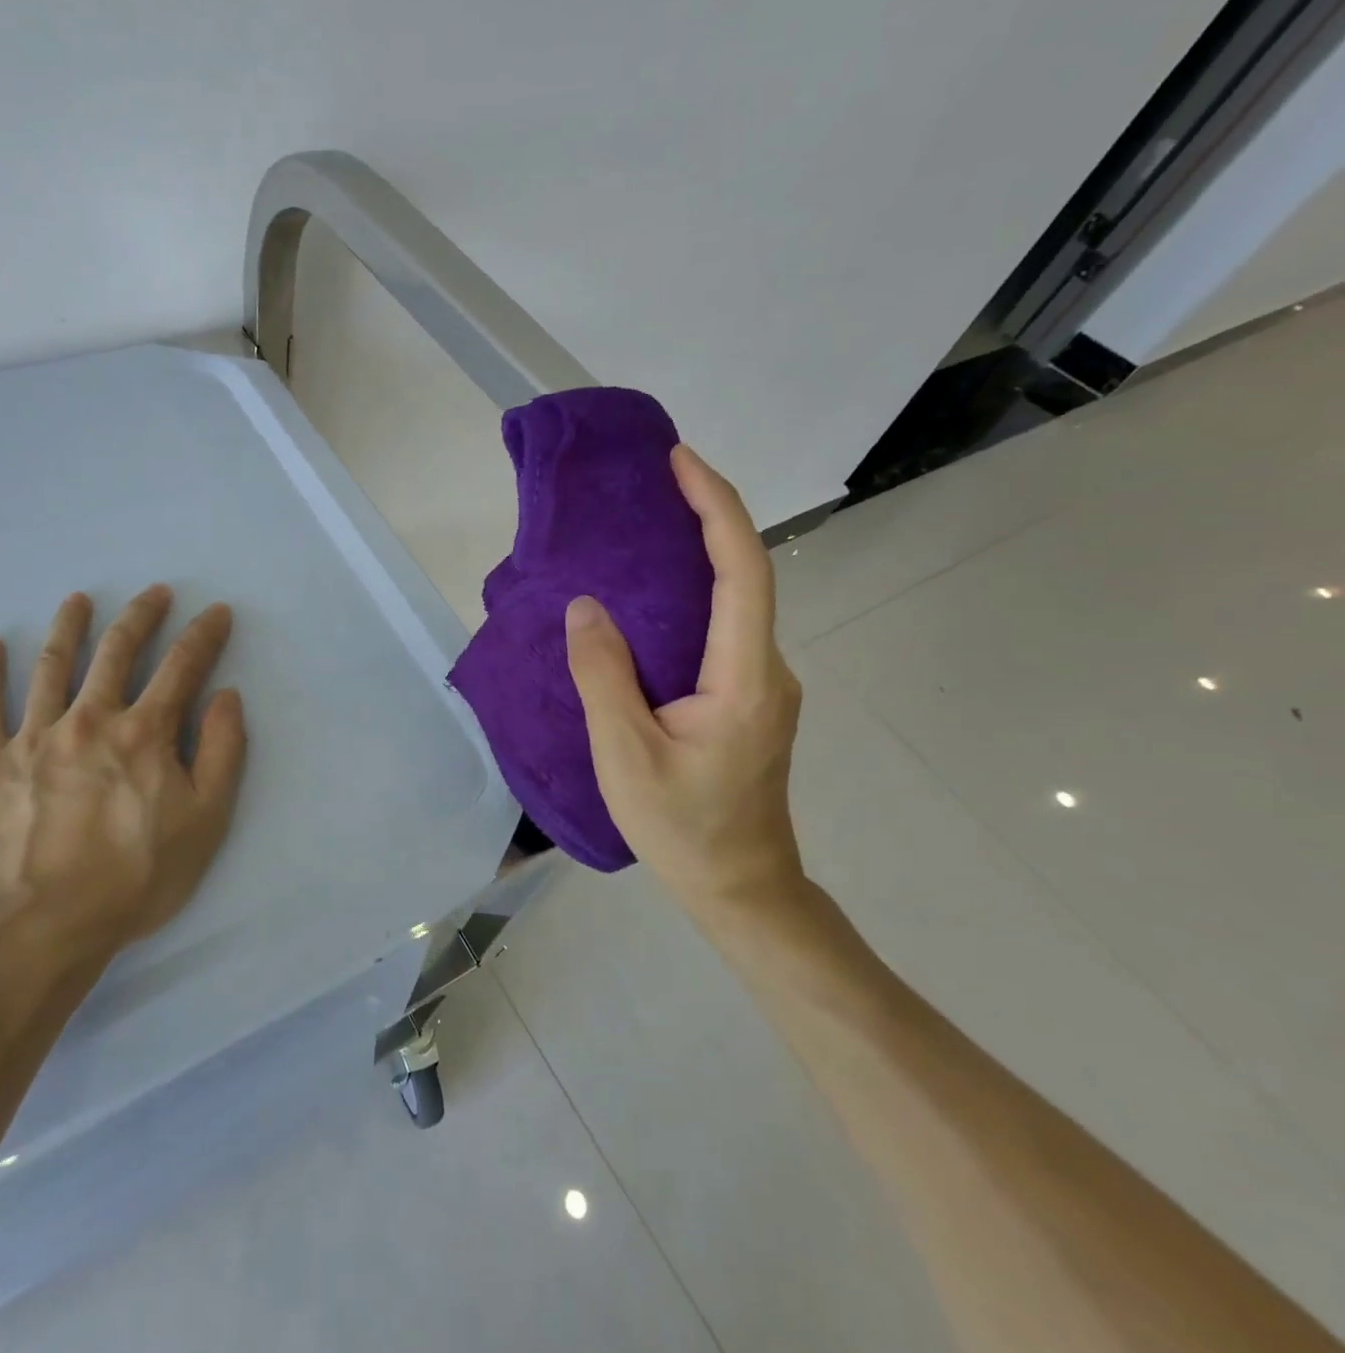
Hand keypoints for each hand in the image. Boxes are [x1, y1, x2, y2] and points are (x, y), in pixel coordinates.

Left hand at [0, 585, 246, 954]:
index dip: (203, 635)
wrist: (37, 929)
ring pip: (53, 666)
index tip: (216, 612)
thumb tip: (225, 695)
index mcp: (144, 734)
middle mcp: (89, 720)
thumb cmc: (133, 879)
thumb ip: (222, 752)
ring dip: (70, 627)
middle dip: (141, 617)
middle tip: (154, 592)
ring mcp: (33, 737)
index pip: (182, 667)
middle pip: (117, 652)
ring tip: (78, 600)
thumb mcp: (205, 822)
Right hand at [565, 445, 804, 914]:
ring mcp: (761, 686)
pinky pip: (720, 631)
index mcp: (745, 676)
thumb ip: (604, 676)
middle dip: (704, 519)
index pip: (743, 570)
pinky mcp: (747, 700)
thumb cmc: (683, 828)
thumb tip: (586, 605)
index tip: (679, 463)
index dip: (715, 508)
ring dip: (695, 557)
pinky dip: (689, 599)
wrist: (740, 888)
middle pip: (744, 576)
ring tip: (642, 530)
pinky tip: (648, 602)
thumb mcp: (626, 755)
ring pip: (733, 604)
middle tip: (651, 485)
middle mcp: (766, 669)